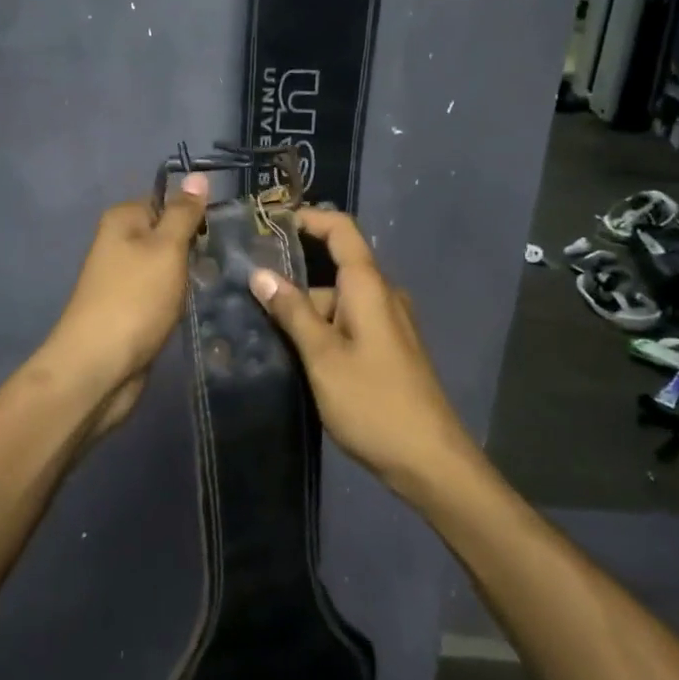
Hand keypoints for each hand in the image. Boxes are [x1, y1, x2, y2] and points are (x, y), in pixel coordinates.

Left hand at [38, 174, 210, 436]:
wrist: (99, 367)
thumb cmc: (135, 299)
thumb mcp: (166, 248)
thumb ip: (183, 213)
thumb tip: (197, 176)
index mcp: (123, 219)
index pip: (167, 199)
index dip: (196, 211)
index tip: (226, 226)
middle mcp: (120, 242)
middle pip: (169, 232)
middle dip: (197, 245)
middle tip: (229, 257)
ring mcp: (124, 278)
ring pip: (169, 265)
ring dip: (192, 274)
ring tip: (224, 280)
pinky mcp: (132, 308)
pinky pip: (164, 292)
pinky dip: (180, 298)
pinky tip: (201, 304)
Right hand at [248, 210, 474, 494]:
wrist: (429, 460)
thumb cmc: (373, 402)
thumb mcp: (322, 356)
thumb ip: (292, 312)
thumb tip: (260, 273)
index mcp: (369, 287)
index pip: (341, 230)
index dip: (308, 219)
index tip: (269, 225)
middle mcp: (382, 296)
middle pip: (334, 269)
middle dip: (294, 279)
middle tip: (249, 292)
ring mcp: (388, 324)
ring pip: (339, 302)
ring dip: (306, 312)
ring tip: (262, 331)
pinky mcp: (389, 349)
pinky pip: (350, 324)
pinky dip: (323, 330)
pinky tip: (296, 354)